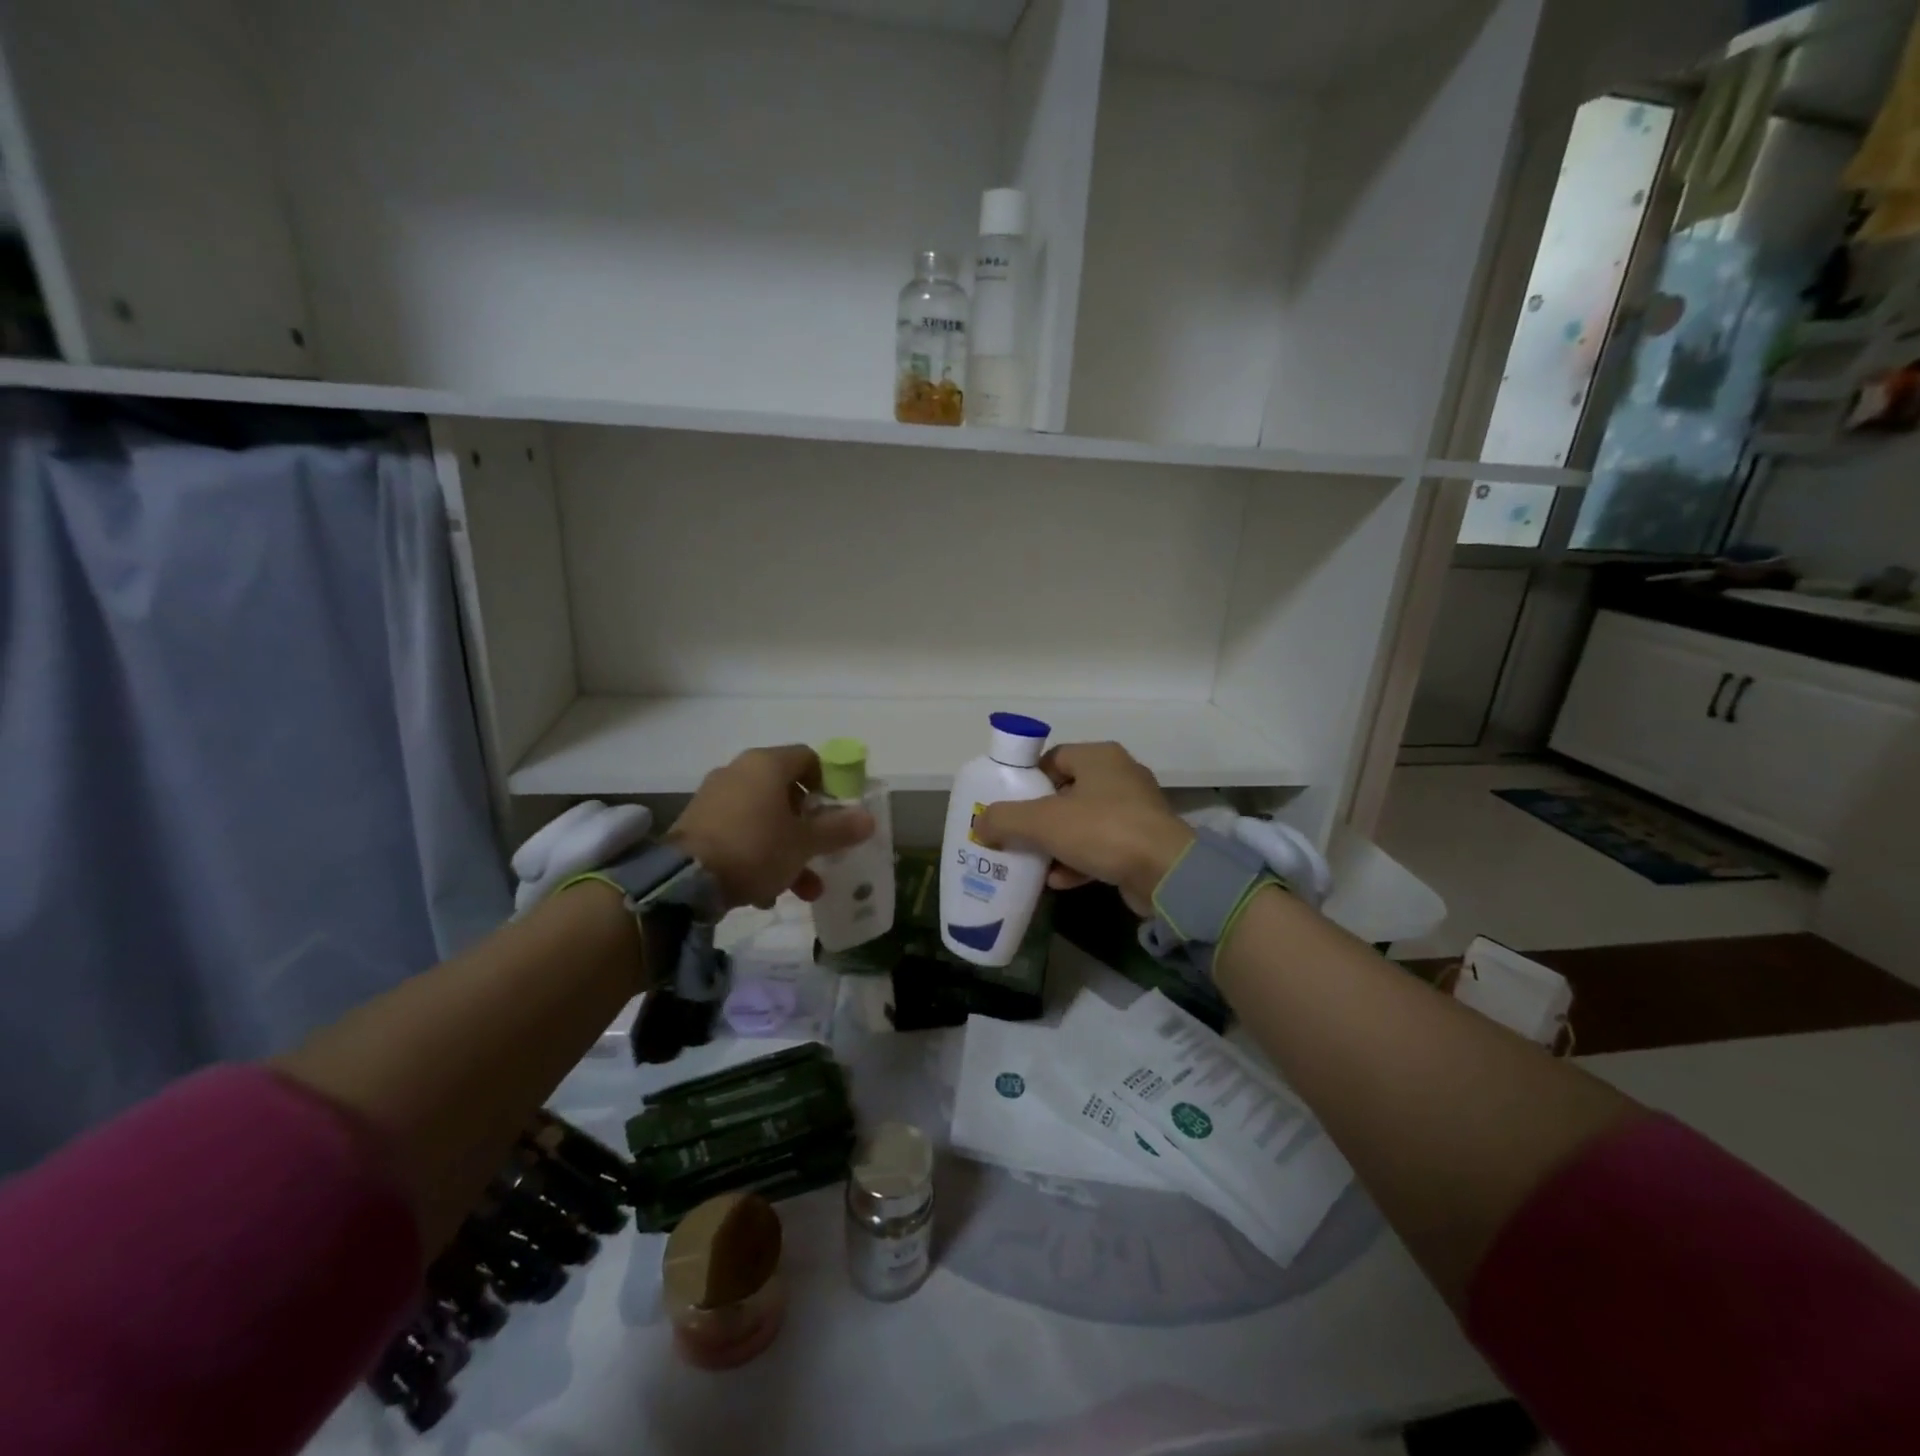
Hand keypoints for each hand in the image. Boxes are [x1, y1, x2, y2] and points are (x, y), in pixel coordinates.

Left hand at [668, 745, 875, 909]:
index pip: (808, 758)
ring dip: (787, 850)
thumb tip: (868, 819)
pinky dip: (758, 855)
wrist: (684, 881)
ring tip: (802, 889)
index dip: (830, 782)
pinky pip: (740, 833)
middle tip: (822, 851)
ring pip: (764, 819)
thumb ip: (838, 829)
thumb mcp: (805, 843)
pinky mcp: (698, 824)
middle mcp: (739, 771)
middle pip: (787, 792)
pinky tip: (764, 893)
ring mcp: (715, 797)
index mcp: (766, 764)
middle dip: (809, 827)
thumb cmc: (756, 848)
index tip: (839, 812)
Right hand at [972, 742, 1193, 914]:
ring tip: (1033, 861)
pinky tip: (1058, 880)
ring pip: (1084, 822)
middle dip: (1039, 816)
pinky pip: (1102, 847)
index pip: (1053, 758)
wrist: (1166, 872)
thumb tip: (980, 824)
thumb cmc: (1102, 830)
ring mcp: (1136, 810)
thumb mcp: (1042, 821)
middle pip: (1067, 792)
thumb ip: (1005, 819)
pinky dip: (1079, 861)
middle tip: (1016, 834)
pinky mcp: (1144, 842)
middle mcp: (1120, 776)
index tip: (1009, 805)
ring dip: (1057, 842)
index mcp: (1099, 757)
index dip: (1028, 780)